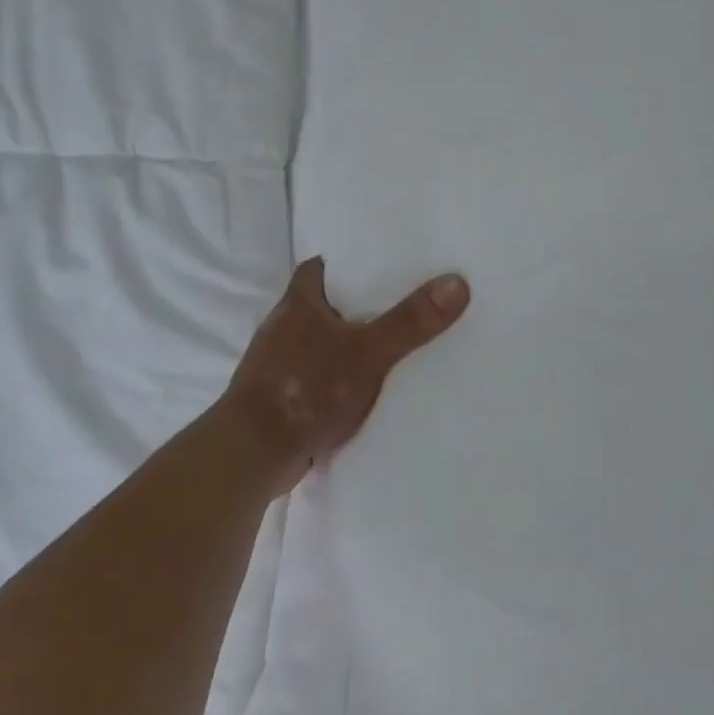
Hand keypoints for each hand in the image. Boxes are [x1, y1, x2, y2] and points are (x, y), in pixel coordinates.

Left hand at [220, 256, 469, 495]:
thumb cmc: (306, 390)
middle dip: (356, 304)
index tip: (382, 264)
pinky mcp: (283, 396)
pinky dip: (339, 376)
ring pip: (321, 341)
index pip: (321, 267)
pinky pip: (319, 375)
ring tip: (391, 343)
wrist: (256, 452)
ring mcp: (279, 363)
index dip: (349, 262)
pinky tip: (365, 387)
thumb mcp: (367, 353)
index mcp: (297, 304)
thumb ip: (409, 322)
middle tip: (400, 304)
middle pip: (324, 303)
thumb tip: (457, 282)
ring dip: (347, 342)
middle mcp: (283, 327)